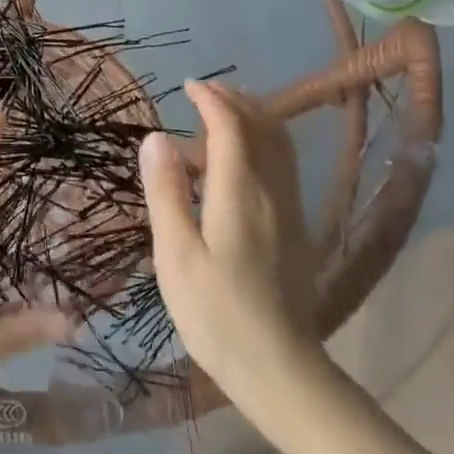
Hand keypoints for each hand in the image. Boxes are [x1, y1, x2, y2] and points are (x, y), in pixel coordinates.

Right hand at [139, 81, 322, 408]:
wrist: (278, 366)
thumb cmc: (215, 311)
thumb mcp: (175, 253)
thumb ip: (166, 192)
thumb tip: (157, 138)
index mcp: (240, 192)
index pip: (232, 126)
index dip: (211, 100)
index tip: (188, 86)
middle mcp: (272, 191)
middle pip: (265, 127)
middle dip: (236, 101)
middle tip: (204, 93)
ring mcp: (290, 210)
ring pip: (280, 146)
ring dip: (254, 119)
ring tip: (222, 116)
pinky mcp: (296, 228)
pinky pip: (282, 167)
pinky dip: (262, 145)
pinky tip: (240, 162)